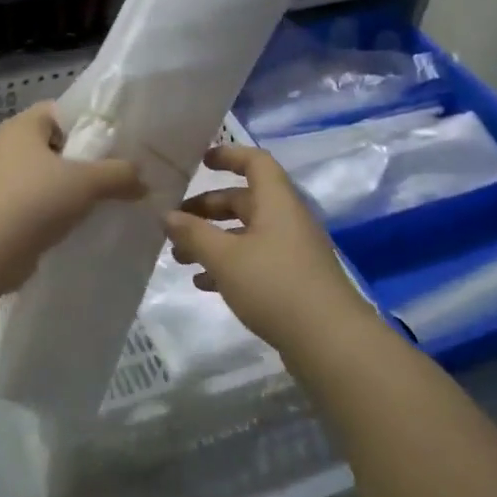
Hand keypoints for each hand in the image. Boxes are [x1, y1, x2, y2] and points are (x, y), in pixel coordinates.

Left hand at [0, 102, 143, 288]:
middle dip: (83, 161)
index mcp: (21, 127)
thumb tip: (142, 179)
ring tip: (101, 203)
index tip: (114, 144)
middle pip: (54, 145)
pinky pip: (34, 204)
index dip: (88, 123)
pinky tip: (76, 225)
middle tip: (114, 175)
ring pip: (44, 177)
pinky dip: (53, 212)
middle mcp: (5, 147)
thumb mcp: (87, 182)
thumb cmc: (34, 200)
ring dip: (68, 190)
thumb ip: (120, 174)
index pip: (59, 112)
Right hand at [165, 143, 378, 355]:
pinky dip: (228, 266)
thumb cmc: (274, 285)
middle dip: (207, 208)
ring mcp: (292, 252)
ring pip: (245, 234)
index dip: (228, 155)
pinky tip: (203, 283)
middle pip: (244, 200)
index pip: (255, 162)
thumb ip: (193, 233)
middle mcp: (286, 220)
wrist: (329, 341)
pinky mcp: (292, 281)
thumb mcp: (225, 257)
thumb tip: (167, 215)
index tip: (199, 161)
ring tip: (179, 257)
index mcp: (276, 202)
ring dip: (213, 240)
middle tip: (174, 222)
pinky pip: (254, 261)